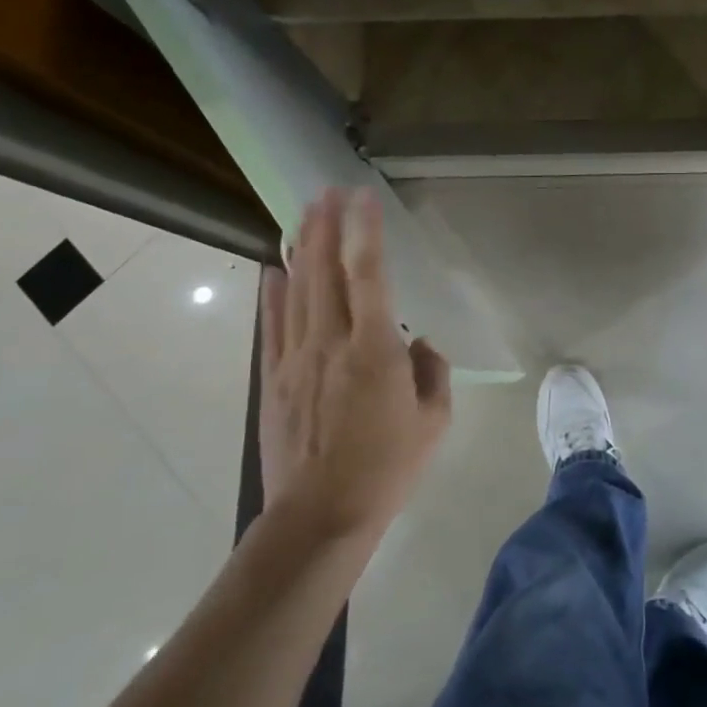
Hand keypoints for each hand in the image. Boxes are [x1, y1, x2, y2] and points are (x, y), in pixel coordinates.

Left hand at [257, 188, 451, 541]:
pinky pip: (273, 325)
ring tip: (302, 214)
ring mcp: (296, 358)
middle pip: (324, 270)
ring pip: (296, 290)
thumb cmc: (387, 468)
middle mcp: (331, 341)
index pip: (369, 274)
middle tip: (326, 191)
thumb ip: (432, 373)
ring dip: (300, 248)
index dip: (365, 231)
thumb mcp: (434, 421)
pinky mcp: (273, 379)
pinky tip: (272, 269)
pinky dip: (273, 293)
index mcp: (374, 349)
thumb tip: (419, 345)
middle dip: (325, 225)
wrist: (320, 515)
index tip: (364, 198)